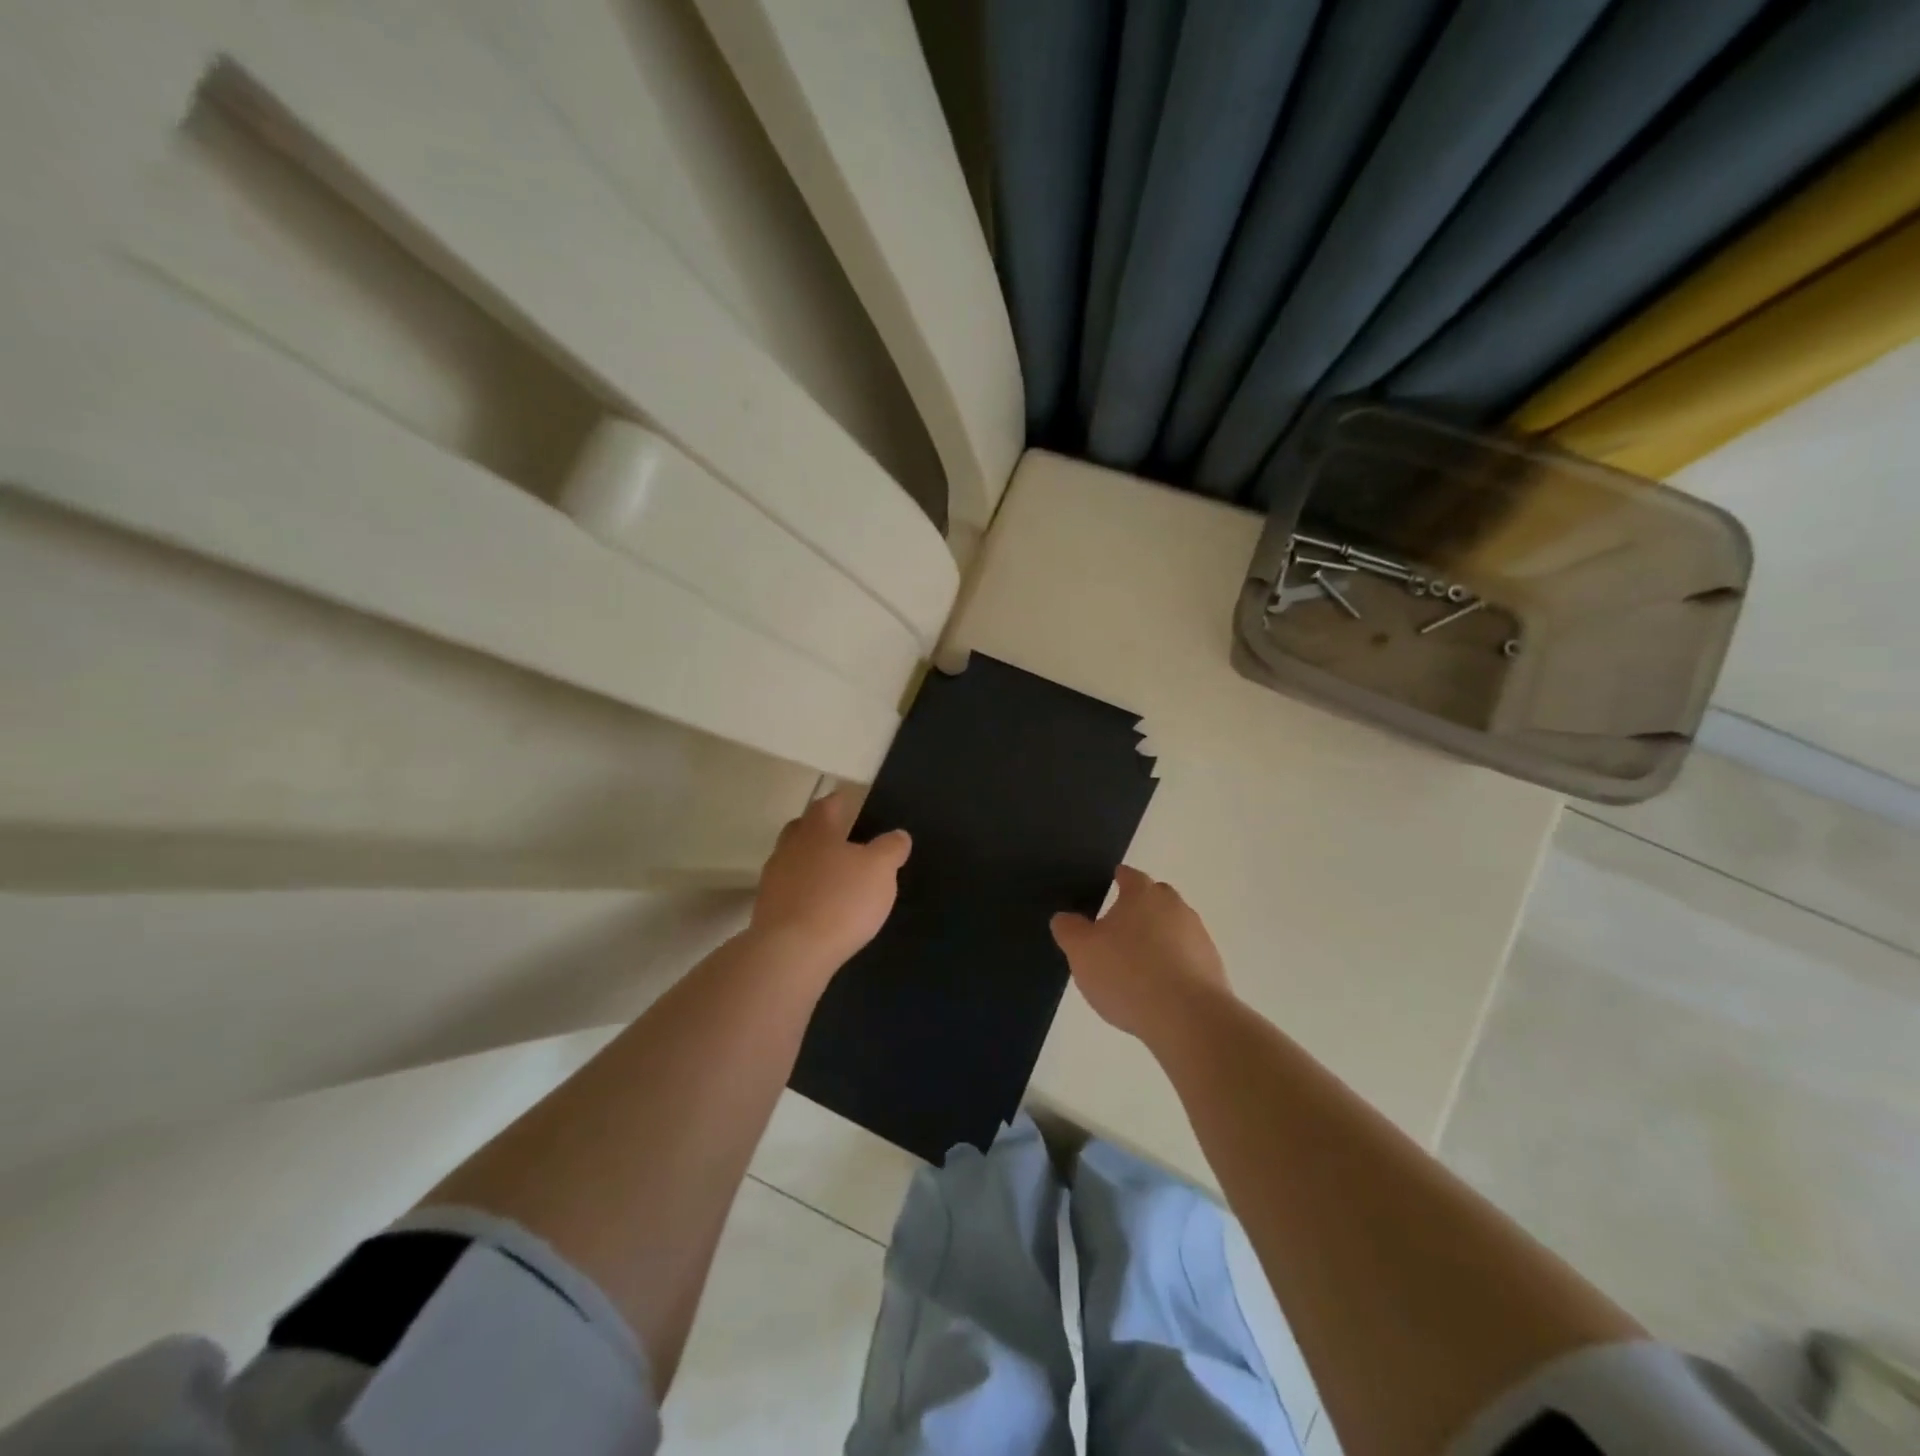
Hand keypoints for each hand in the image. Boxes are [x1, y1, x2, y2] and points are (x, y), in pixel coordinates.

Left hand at [749, 788, 910, 974]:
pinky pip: (790, 891)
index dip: (843, 801)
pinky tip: (821, 908)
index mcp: (817, 829)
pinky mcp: (767, 910)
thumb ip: (890, 848)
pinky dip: (804, 893)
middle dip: (822, 831)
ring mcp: (773, 879)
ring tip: (836, 879)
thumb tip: (898, 834)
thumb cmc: (840, 900)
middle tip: (845, 840)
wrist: (790, 953)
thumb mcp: (880, 870)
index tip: (855, 804)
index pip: (828, 804)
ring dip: (811, 864)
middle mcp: (789, 847)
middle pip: (803, 829)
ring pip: (794, 860)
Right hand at [1050, 866, 1228, 1038]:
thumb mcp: (1081, 951)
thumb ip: (1069, 930)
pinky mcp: (1213, 968)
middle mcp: (1175, 907)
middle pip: (1156, 899)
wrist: (1187, 1017)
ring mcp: (1199, 937)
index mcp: (1143, 894)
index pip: (1130, 876)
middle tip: (1120, 928)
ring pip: (1174, 928)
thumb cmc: (1127, 974)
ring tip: (1139, 965)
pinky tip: (1159, 989)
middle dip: (1140, 908)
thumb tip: (1065, 918)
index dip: (1119, 878)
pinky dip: (1174, 965)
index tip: (1112, 882)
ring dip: (1159, 939)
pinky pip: (1187, 958)